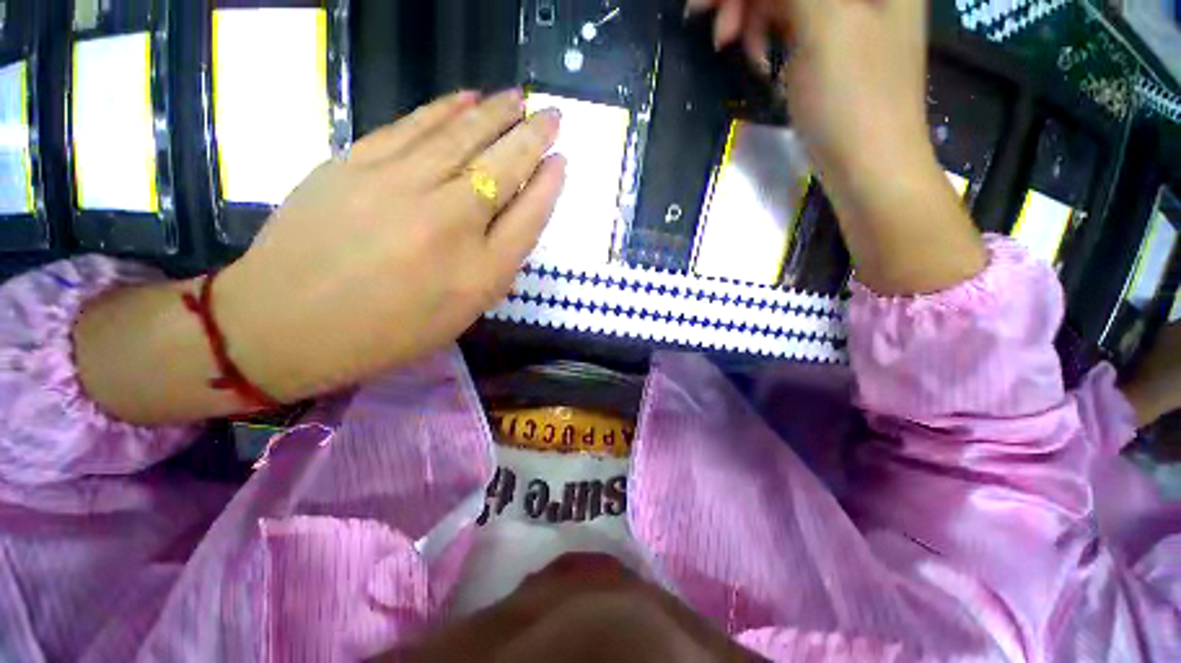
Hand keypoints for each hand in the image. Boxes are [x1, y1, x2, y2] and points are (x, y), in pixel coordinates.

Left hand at [217, 90, 565, 402]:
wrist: (287, 323)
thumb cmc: (387, 332)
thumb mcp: (459, 316)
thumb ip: (493, 269)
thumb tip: (512, 223)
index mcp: (480, 274)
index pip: (529, 218)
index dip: (549, 186)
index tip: (562, 161)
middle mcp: (451, 225)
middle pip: (503, 169)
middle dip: (534, 137)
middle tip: (552, 115)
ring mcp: (401, 188)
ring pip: (462, 137)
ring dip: (496, 113)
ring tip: (517, 98)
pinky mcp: (357, 164)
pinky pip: (414, 127)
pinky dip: (446, 108)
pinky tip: (467, 97)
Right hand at [691, 0, 984, 293]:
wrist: (869, 167)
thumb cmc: (853, 100)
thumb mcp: (824, 26)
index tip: (706, 5)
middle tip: (719, 34)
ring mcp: (848, 14)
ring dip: (752, 19)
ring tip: (737, 52)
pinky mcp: (831, 45)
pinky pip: (790, 23)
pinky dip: (766, 37)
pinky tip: (759, 60)